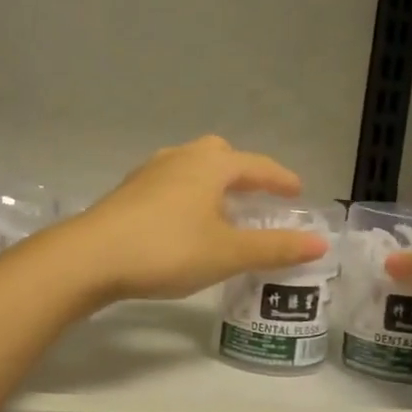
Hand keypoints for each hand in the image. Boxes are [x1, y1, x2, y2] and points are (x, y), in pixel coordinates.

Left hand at [59, 137, 328, 301]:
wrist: (91, 256)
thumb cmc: (168, 249)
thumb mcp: (227, 253)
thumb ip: (274, 248)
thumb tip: (320, 243)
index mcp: (210, 165)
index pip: (256, 165)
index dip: (280, 178)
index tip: (297, 191)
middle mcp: (180, 159)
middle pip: (218, 154)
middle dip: (241, 172)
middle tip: (255, 195)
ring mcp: (148, 173)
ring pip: (189, 167)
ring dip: (210, 183)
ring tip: (220, 210)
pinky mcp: (126, 193)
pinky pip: (168, 184)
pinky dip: (186, 195)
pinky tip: (181, 222)